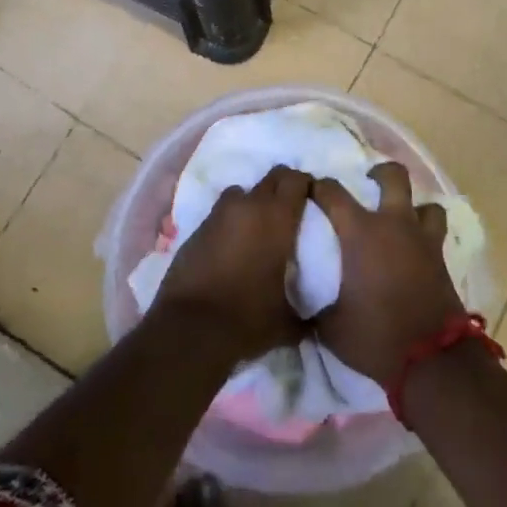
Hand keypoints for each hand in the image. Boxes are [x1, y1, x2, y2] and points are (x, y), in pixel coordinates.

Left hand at [155, 165, 311, 361]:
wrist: (191, 328)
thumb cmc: (248, 318)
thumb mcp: (288, 321)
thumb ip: (306, 314)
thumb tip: (316, 321)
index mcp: (277, 218)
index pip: (296, 179)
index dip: (305, 184)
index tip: (312, 198)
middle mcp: (248, 206)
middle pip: (270, 178)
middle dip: (282, 187)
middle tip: (290, 209)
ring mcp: (219, 214)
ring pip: (241, 193)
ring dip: (252, 202)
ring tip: (258, 227)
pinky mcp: (197, 228)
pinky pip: (221, 214)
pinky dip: (230, 222)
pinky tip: (232, 246)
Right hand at [310, 162, 466, 386]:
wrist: (431, 360)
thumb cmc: (375, 335)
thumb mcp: (330, 326)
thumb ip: (314, 305)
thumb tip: (301, 302)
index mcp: (360, 232)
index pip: (332, 192)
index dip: (318, 186)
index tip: (309, 189)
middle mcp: (393, 225)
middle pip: (393, 177)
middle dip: (380, 173)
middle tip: (368, 182)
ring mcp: (422, 240)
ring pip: (426, 204)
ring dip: (414, 206)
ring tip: (401, 218)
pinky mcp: (442, 259)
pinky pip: (437, 233)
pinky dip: (427, 233)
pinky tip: (417, 248)